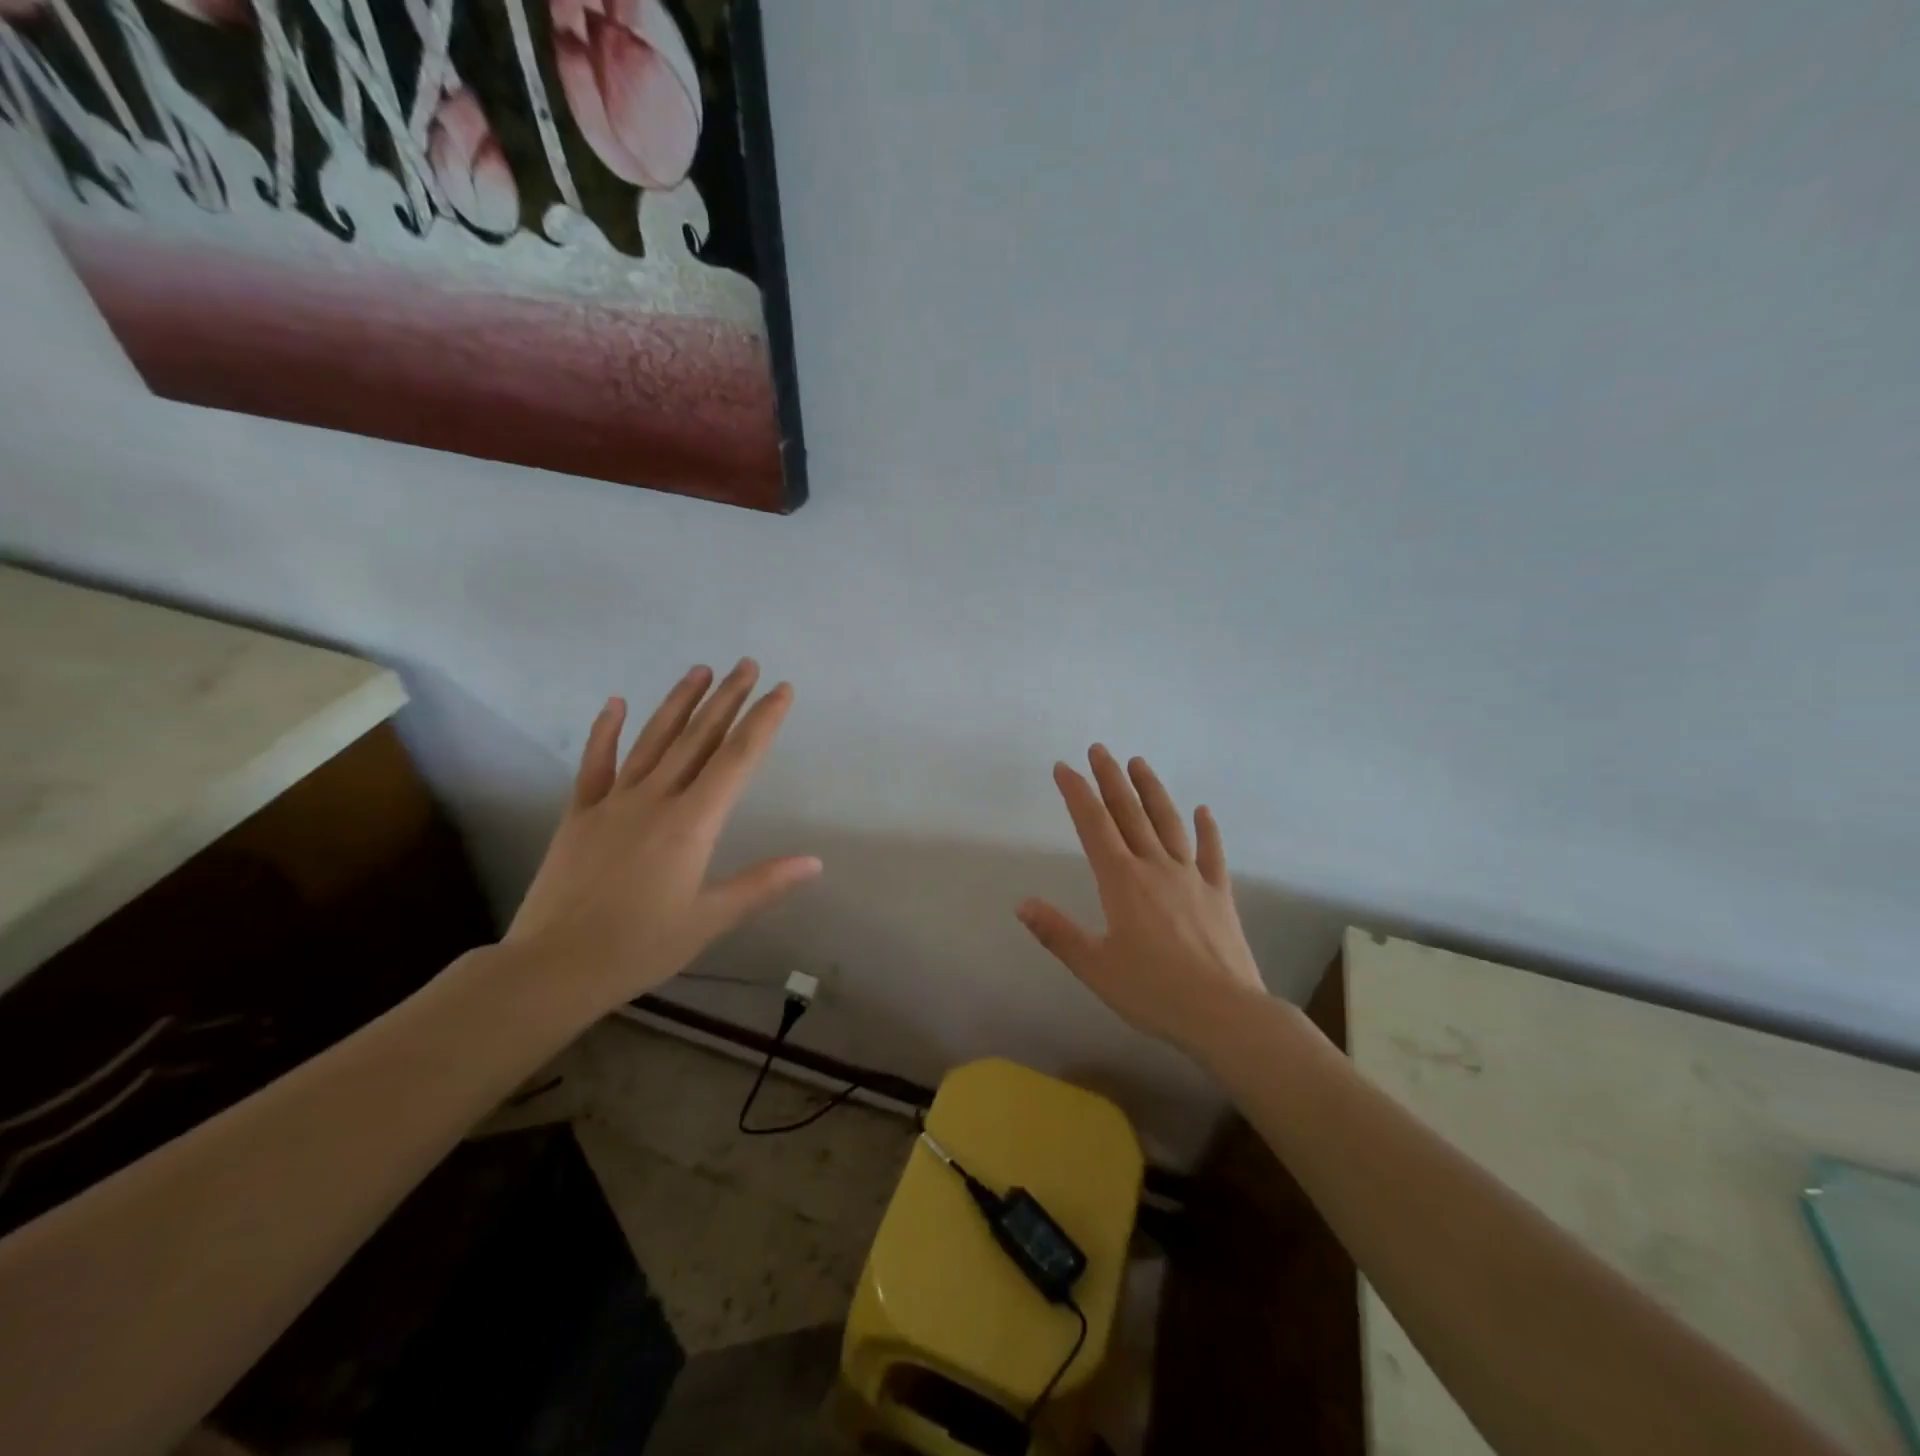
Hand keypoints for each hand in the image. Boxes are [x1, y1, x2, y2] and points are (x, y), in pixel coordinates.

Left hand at [503, 660, 820, 1017]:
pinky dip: (604, 731)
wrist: (552, 967)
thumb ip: (763, 884)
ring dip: (678, 702)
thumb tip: (815, 862)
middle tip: (746, 664)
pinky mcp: (579, 814)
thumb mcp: (710, 920)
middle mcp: (655, 800)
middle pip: (698, 738)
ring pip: (653, 740)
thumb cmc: (639, 947)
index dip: (762, 721)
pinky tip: (615, 702)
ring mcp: (613, 802)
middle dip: (727, 699)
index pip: (737, 759)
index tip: (781, 690)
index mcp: (691, 824)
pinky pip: (595, 764)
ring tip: (700, 670)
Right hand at [1018, 745, 1267, 1053]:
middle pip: (1129, 813)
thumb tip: (1022, 903)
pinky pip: (1212, 854)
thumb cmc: (1153, 992)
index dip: (1077, 793)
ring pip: (1168, 823)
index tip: (1063, 767)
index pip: (1093, 825)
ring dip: (1152, 790)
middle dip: (1110, 779)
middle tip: (1099, 749)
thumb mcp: (1094, 967)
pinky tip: (1204, 810)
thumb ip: (1057, 932)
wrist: (1225, 1014)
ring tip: (1139, 763)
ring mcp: (1192, 877)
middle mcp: (1155, 868)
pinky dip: (1207, 830)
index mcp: (1122, 881)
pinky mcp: (1219, 894)